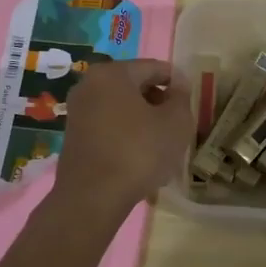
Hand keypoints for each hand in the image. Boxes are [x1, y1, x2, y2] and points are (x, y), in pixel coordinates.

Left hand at [52, 58, 192, 209]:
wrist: (92, 198)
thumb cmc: (139, 152)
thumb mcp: (175, 123)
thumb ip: (181, 97)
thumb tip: (178, 83)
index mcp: (112, 73)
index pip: (154, 68)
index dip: (177, 82)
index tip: (191, 100)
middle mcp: (89, 85)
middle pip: (135, 86)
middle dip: (159, 102)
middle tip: (178, 124)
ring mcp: (78, 111)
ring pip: (122, 108)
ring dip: (144, 121)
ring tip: (163, 145)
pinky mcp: (74, 136)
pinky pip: (109, 126)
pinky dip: (127, 135)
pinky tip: (141, 158)